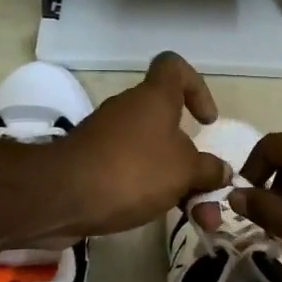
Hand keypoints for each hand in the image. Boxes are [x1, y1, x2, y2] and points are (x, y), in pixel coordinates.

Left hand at [38, 53, 232, 238]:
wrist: (61, 196)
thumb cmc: (132, 171)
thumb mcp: (185, 172)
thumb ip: (209, 170)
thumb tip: (221, 171)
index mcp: (154, 99)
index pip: (174, 67)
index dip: (196, 87)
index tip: (206, 121)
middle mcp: (130, 111)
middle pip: (168, 121)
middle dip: (192, 156)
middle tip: (206, 188)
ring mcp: (107, 138)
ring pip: (152, 152)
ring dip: (175, 180)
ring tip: (193, 214)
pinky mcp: (92, 165)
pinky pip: (131, 170)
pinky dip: (149, 189)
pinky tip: (159, 213)